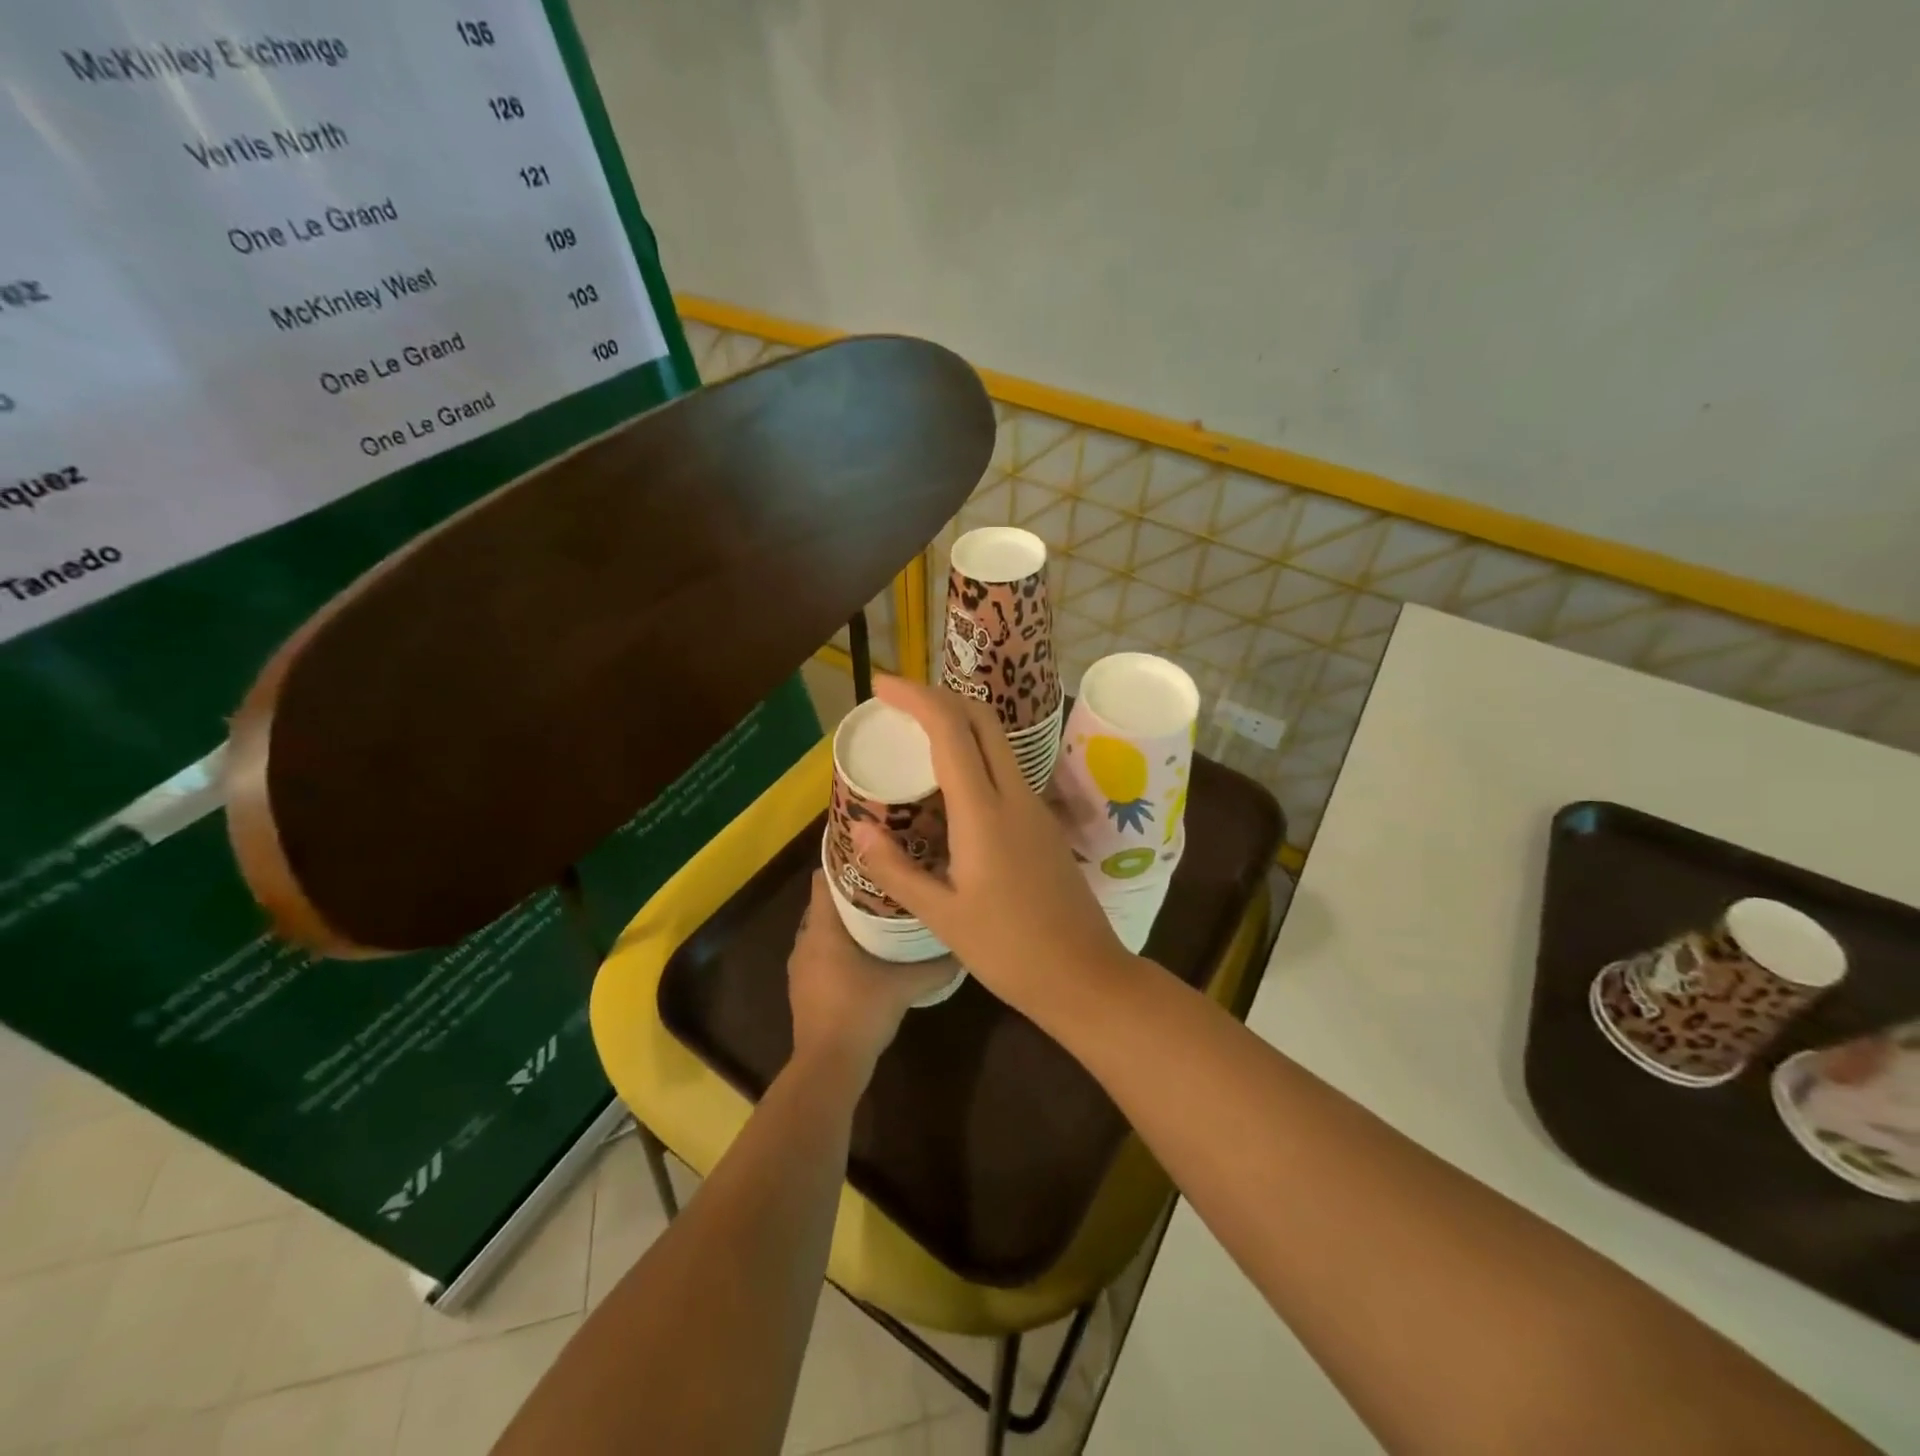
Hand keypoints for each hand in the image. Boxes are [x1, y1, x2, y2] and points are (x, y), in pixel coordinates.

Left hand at [787, 870, 954, 1074]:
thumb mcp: (906, 985)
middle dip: (853, 890)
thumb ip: (936, 965)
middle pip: (825, 902)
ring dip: (846, 920)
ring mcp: (801, 966)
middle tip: (888, 881)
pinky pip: (821, 952)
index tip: (873, 854)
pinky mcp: (804, 987)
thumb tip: (963, 946)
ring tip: (881, 913)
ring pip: (823, 928)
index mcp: (823, 928)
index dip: (845, 862)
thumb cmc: (861, 1012)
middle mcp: (805, 940)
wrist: (828, 1066)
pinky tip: (868, 952)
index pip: (823, 877)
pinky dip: (840, 945)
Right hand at [849, 676, 1130, 1021]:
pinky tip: (949, 781)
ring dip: (958, 722)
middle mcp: (1014, 795)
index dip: (915, 697)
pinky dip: (973, 752)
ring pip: (997, 741)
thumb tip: (858, 827)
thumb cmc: (1009, 950)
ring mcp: (1034, 806)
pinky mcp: (1042, 822)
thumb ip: (896, 869)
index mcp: (984, 812)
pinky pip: (1004, 768)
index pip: (951, 729)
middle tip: (896, 703)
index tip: (881, 685)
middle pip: (981, 719)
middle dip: (938, 696)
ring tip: (916, 734)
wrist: (1084, 974)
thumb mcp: (942, 915)